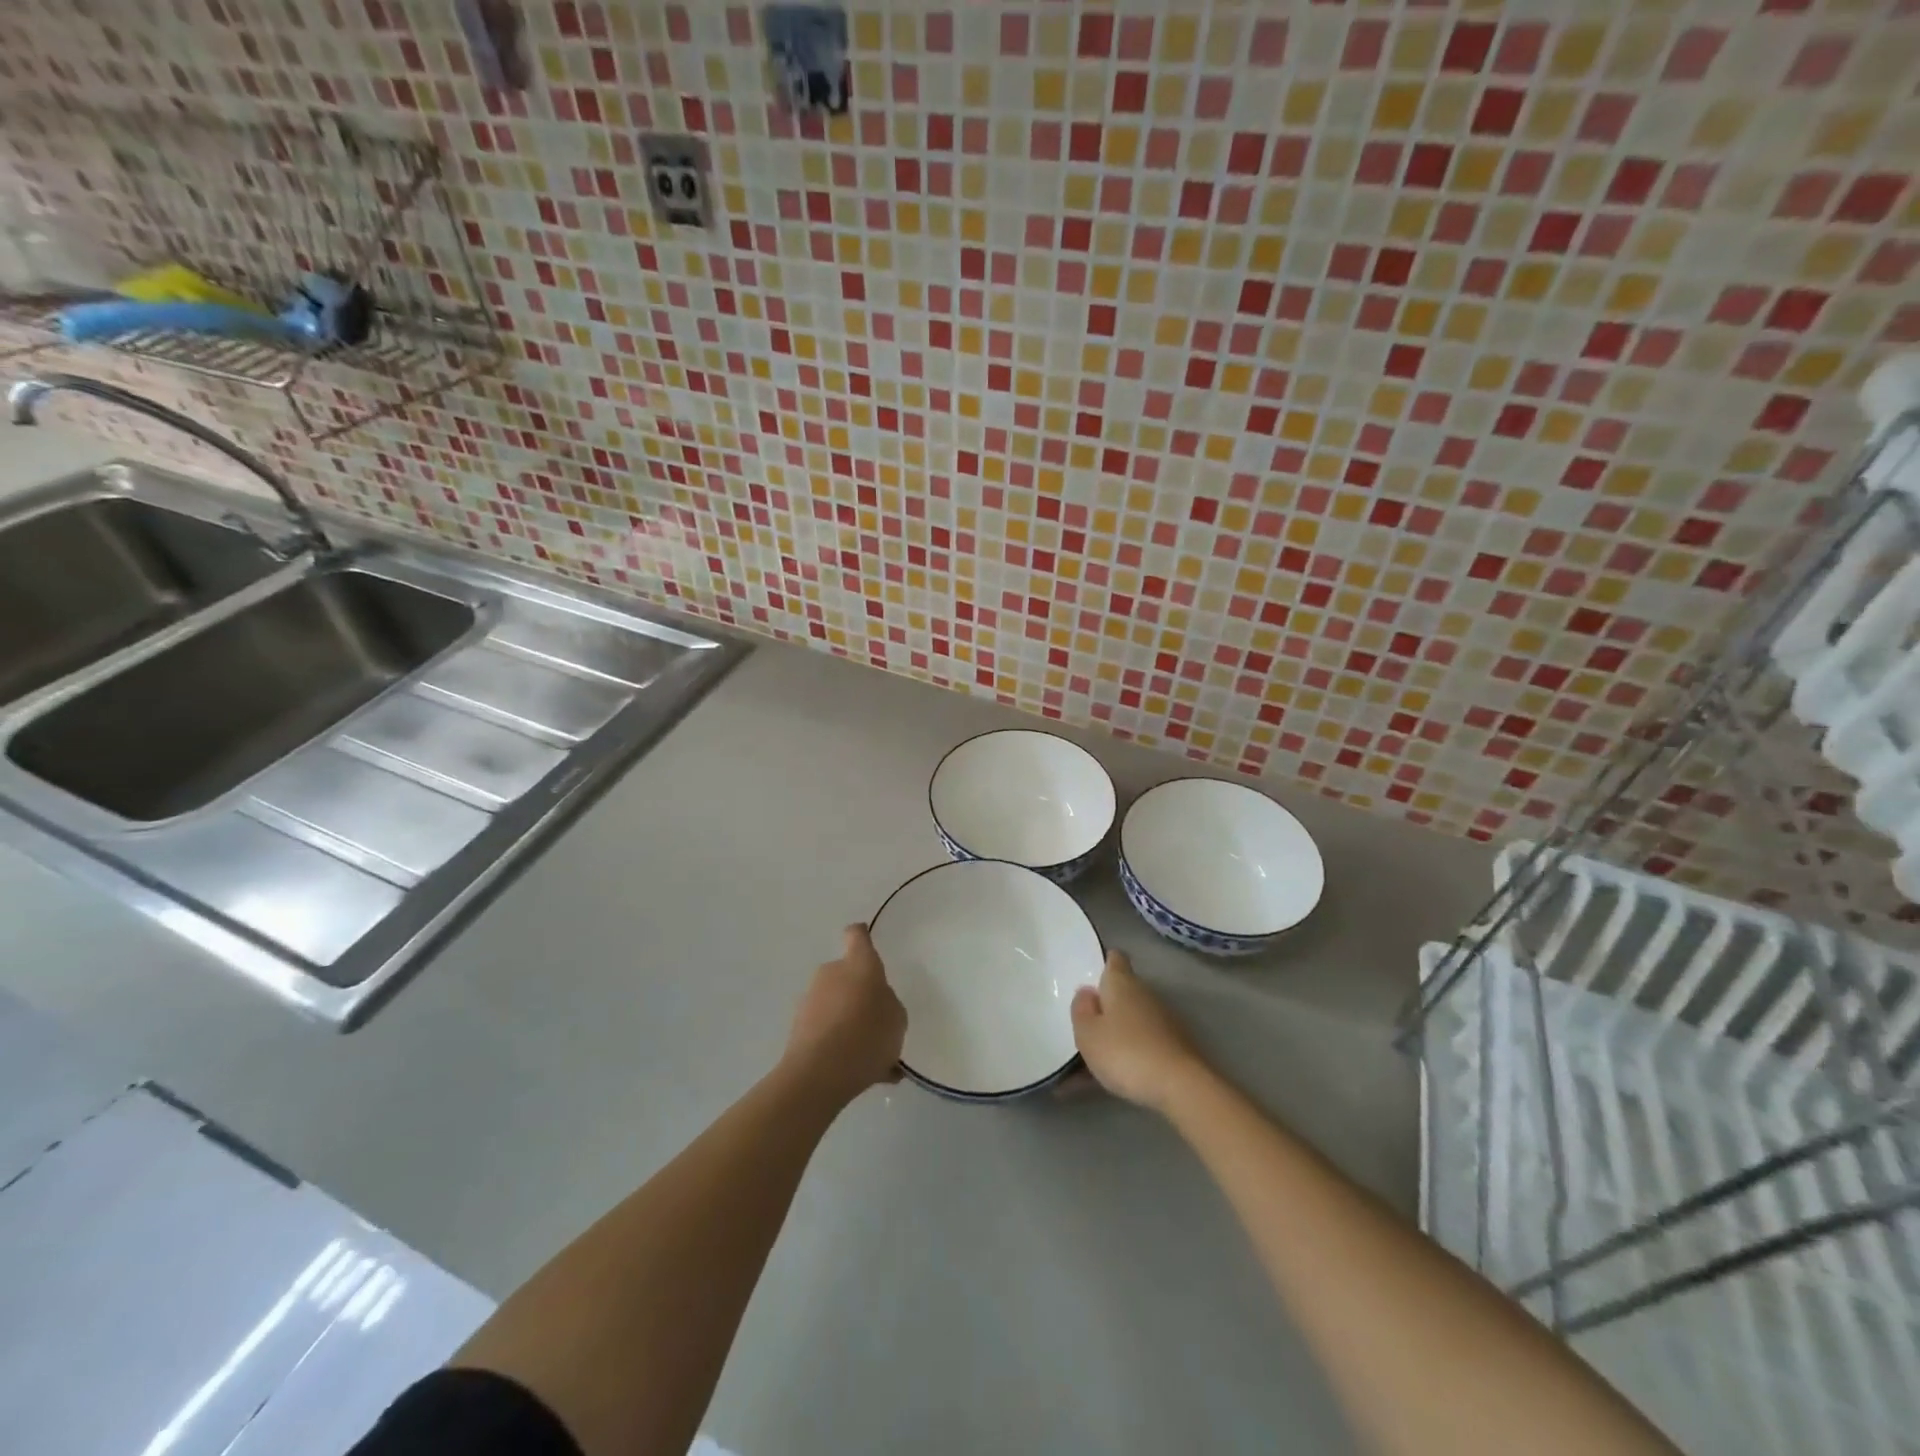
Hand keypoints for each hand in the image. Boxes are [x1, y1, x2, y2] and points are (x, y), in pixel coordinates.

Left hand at [784, 924, 907, 1101]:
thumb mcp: (897, 1019)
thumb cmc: (867, 1034)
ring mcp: (811, 1001)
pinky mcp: (798, 1029)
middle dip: (860, 995)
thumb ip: (888, 1005)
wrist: (819, 1074)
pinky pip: (828, 1033)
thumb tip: (875, 1005)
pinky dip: (842, 1048)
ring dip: (851, 1024)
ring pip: (837, 1007)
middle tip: (879, 1023)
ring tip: (876, 1059)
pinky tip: (865, 1075)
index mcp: (859, 964)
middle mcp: (831, 974)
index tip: (865, 938)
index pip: (857, 936)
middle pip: (847, 976)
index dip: (861, 936)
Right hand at [1071, 950, 1207, 1112]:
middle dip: (1105, 1006)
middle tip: (1084, 1026)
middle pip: (1122, 992)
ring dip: (1115, 1034)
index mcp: (1122, 983)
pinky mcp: (1174, 1046)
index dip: (1103, 963)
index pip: (1114, 959)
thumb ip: (1082, 1010)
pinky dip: (1128, 1055)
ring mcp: (1163, 1020)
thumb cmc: (1125, 1052)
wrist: (1181, 1087)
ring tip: (1091, 1062)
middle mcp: (1145, 994)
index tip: (1091, 976)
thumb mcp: (1088, 1033)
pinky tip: (1110, 1079)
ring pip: (1131, 1021)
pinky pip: (1142, 1044)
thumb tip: (1087, 992)